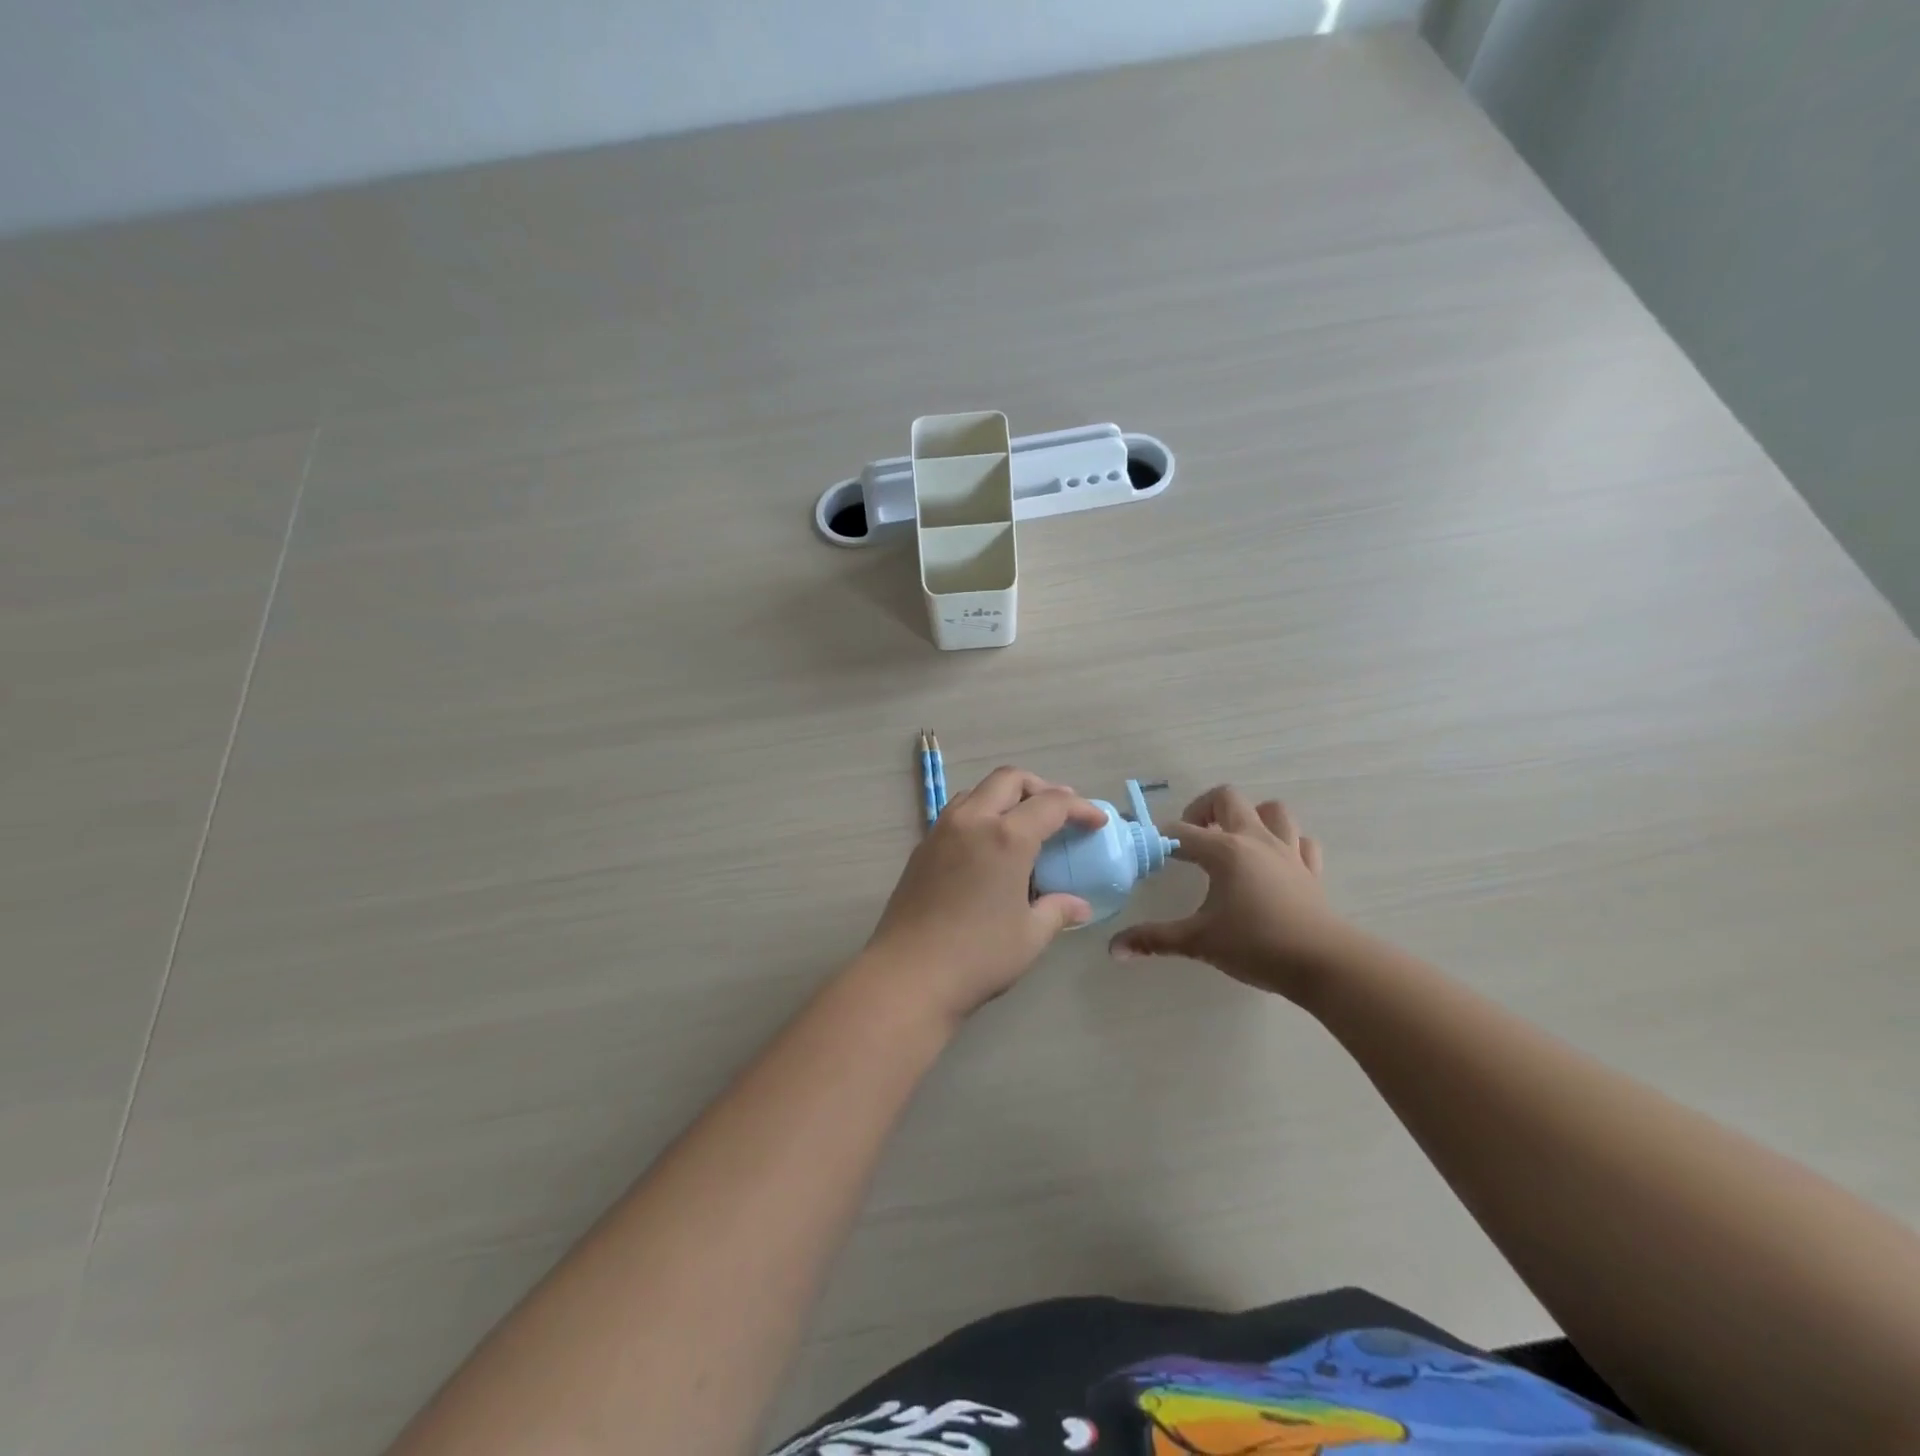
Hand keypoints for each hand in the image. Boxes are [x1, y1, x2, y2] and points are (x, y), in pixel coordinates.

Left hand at [862, 767, 1108, 1025]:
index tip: (1097, 822)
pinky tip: (989, 847)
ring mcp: (942, 830)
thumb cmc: (978, 956)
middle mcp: (972, 821)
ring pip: (978, 791)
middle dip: (1040, 788)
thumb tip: (1079, 905)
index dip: (1080, 808)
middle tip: (1060, 814)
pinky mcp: (922, 847)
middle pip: (1009, 780)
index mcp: (1006, 837)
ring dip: (1006, 797)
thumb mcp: (1030, 936)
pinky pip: (957, 812)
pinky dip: (981, 814)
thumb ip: (1057, 911)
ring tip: (1024, 826)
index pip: (1051, 804)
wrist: (908, 974)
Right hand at [1108, 785, 1345, 999]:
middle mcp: (1255, 840)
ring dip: (1250, 817)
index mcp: (1224, 851)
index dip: (1160, 839)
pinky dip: (1285, 843)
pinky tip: (1273, 862)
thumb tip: (1114, 948)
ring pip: (1272, 810)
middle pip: (1227, 799)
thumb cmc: (1256, 945)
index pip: (1181, 833)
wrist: (1323, 963)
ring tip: (1233, 841)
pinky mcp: (1311, 869)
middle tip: (1192, 838)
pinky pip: (1300, 841)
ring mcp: (1288, 851)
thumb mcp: (1198, 942)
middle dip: (1204, 810)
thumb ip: (1155, 940)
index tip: (1149, 854)